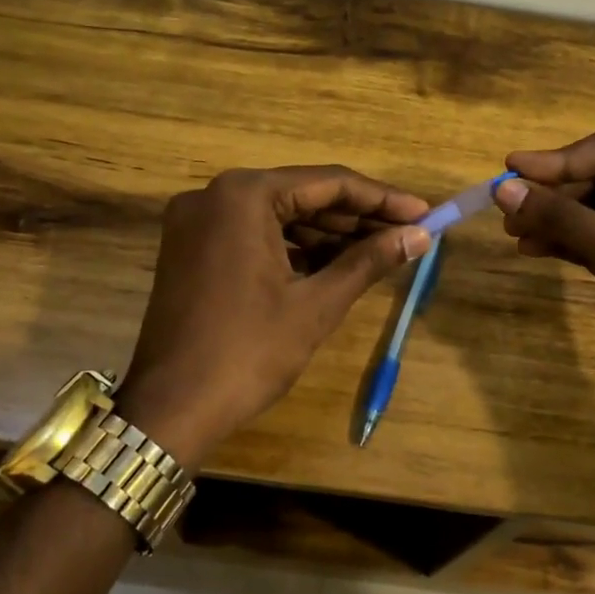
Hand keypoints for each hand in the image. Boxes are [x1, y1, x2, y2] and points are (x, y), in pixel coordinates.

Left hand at [114, 166, 430, 466]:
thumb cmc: (248, 352)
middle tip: (407, 234)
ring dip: (327, 233)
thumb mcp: (316, 304)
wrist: (171, 410)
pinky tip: (332, 264)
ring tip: (379, 251)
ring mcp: (196, 221)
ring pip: (278, 216)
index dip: (382, 199)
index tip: (424, 213)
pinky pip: (253, 234)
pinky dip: (293, 248)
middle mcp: (214, 194)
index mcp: (244, 195)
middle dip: (356, 217)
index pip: (329, 183)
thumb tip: (420, 236)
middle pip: (302, 195)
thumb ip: (369, 261)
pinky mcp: (191, 248)